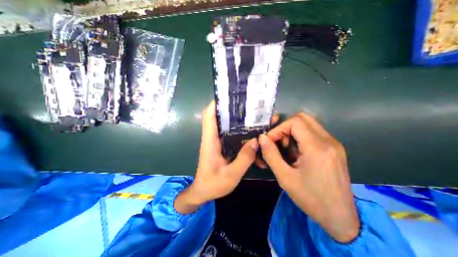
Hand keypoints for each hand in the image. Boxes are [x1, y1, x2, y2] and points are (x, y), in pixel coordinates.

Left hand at [174, 102, 256, 213]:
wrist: (203, 192)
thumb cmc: (213, 184)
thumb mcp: (231, 175)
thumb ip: (244, 158)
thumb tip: (257, 141)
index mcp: (210, 141)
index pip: (209, 116)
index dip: (216, 104)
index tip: (229, 96)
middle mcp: (213, 138)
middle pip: (220, 117)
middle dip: (232, 109)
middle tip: (248, 104)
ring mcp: (217, 142)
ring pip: (226, 125)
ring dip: (238, 119)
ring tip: (254, 115)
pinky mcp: (222, 146)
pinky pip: (230, 134)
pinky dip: (239, 130)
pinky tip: (251, 131)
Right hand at [258, 112, 360, 242]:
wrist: (340, 217)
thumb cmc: (310, 198)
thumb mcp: (285, 178)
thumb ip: (271, 155)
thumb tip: (262, 138)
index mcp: (317, 148)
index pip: (295, 122)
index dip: (278, 128)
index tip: (270, 141)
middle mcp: (329, 141)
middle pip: (303, 118)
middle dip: (285, 127)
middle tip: (278, 141)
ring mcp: (334, 144)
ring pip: (309, 123)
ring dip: (293, 131)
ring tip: (286, 147)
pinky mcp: (335, 148)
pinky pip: (314, 132)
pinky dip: (301, 136)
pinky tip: (296, 151)